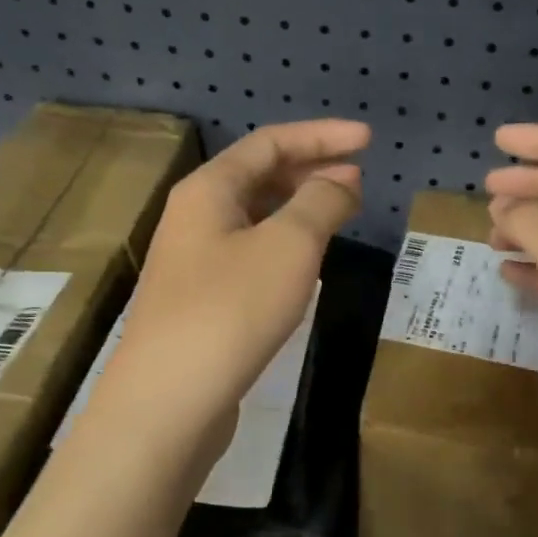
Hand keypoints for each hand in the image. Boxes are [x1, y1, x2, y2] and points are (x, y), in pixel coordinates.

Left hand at [91, 119, 367, 460]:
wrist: (168, 400)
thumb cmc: (232, 310)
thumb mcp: (289, 246)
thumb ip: (321, 203)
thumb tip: (341, 180)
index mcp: (209, 189)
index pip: (271, 143)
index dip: (322, 136)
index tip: (369, 140)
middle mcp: (194, 216)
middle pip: (258, 176)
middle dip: (312, 170)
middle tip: (359, 180)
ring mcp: (194, 261)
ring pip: (254, 216)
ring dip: (299, 208)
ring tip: (340, 214)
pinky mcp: (201, 300)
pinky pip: (250, 253)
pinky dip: (284, 244)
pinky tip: (306, 263)